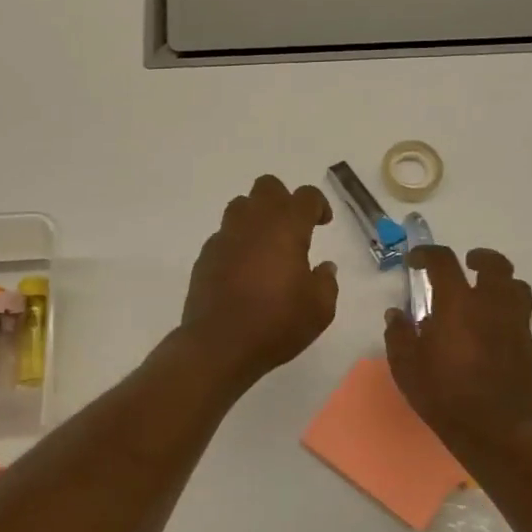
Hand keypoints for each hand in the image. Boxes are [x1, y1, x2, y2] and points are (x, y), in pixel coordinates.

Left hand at [179, 175, 338, 388]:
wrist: (219, 344)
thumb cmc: (276, 323)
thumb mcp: (319, 309)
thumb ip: (326, 282)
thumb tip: (324, 267)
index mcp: (286, 227)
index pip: (305, 196)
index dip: (318, 204)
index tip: (323, 223)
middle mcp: (253, 222)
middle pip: (267, 187)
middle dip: (283, 199)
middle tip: (293, 228)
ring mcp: (225, 237)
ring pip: (240, 205)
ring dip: (256, 216)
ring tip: (266, 245)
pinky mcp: (205, 256)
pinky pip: (224, 235)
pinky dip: (237, 242)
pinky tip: (243, 269)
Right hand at [384, 246, 531, 454]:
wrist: (496, 432)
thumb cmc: (444, 395)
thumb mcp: (406, 366)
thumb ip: (399, 334)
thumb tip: (396, 313)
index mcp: (458, 303)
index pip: (443, 261)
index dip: (427, 254)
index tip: (415, 261)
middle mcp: (491, 305)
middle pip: (495, 264)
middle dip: (480, 258)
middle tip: (467, 264)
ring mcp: (516, 325)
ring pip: (516, 287)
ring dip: (500, 283)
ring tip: (485, 295)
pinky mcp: (531, 348)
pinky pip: (521, 319)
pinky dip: (508, 315)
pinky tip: (494, 333)